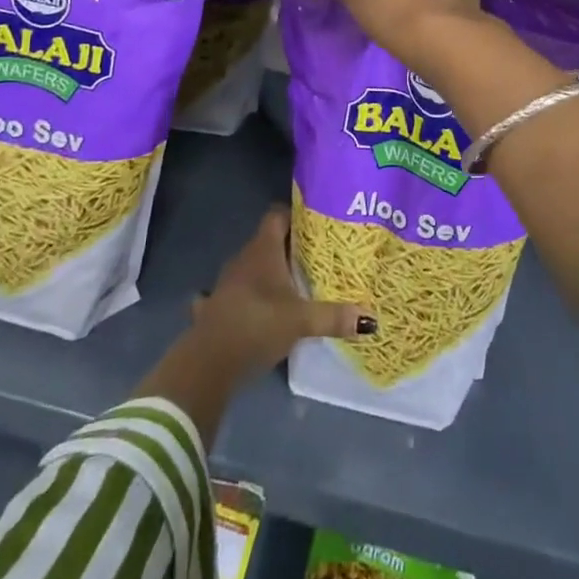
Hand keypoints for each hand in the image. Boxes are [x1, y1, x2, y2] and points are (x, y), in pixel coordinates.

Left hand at [190, 207, 374, 374]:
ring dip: (267, 273)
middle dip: (288, 248)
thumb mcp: (301, 321)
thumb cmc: (257, 325)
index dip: (295, 216)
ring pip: (250, 268)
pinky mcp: (214, 308)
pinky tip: (254, 308)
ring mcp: (225, 283)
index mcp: (263, 250)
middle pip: (267, 241)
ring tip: (292, 284)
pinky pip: (232, 294)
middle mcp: (242, 259)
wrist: (208, 363)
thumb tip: (370, 317)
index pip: (277, 215)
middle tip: (314, 258)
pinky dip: (243, 297)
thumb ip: (334, 316)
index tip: (316, 226)